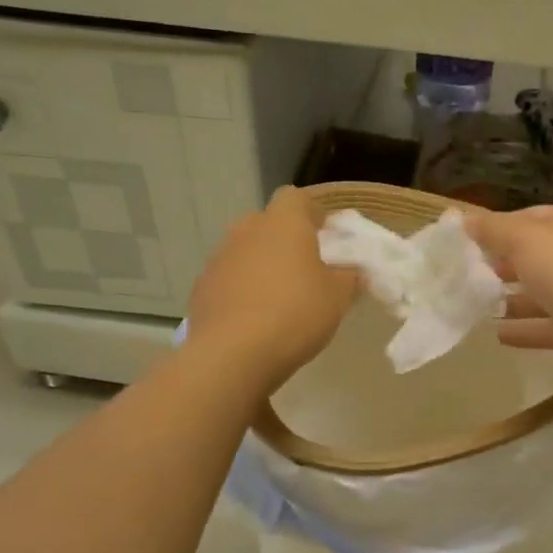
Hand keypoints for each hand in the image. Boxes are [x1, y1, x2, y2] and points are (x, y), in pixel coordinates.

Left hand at [187, 186, 357, 389]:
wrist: (232, 354)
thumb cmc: (295, 314)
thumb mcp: (338, 297)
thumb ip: (349, 277)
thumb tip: (351, 270)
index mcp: (283, 223)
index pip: (297, 197)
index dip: (313, 214)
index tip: (326, 238)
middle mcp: (247, 230)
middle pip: (268, 224)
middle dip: (285, 241)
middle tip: (305, 271)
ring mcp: (219, 258)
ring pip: (246, 252)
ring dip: (261, 267)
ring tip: (279, 300)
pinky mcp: (202, 288)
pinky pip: (229, 280)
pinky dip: (241, 291)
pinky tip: (254, 320)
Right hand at [466, 204, 552, 385]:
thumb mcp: (525, 240)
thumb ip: (493, 230)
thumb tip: (465, 220)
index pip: (532, 218)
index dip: (500, 226)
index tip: (468, 240)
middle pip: (537, 256)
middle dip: (504, 264)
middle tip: (467, 274)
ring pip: (542, 294)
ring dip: (511, 299)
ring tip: (475, 305)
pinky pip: (546, 328)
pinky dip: (524, 330)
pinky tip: (496, 334)